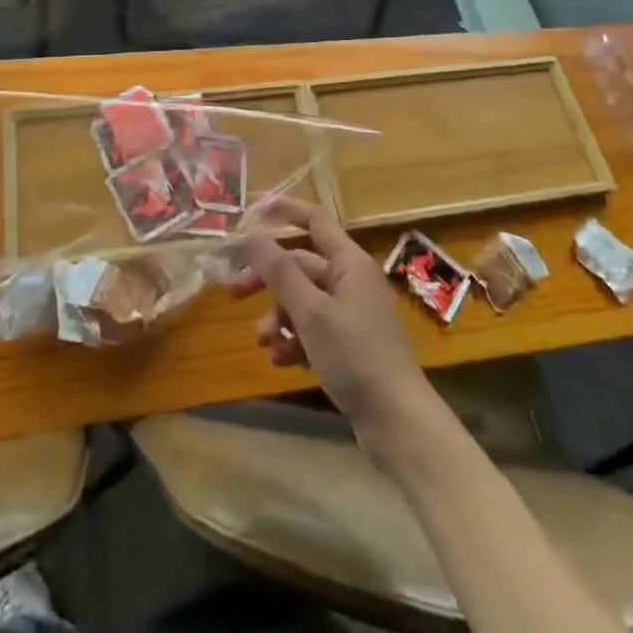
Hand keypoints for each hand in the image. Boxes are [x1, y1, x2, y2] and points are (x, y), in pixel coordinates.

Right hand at [230, 199, 436, 466]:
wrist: (398, 423)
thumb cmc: (355, 357)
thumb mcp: (311, 312)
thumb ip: (280, 272)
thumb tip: (252, 233)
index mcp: (350, 263)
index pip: (315, 221)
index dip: (285, 211)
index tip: (252, 210)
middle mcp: (352, 281)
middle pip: (302, 266)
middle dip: (268, 279)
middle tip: (234, 292)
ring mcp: (353, 314)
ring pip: (305, 301)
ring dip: (279, 316)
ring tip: (262, 341)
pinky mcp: (352, 345)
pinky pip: (315, 329)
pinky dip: (295, 339)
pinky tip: (281, 360)